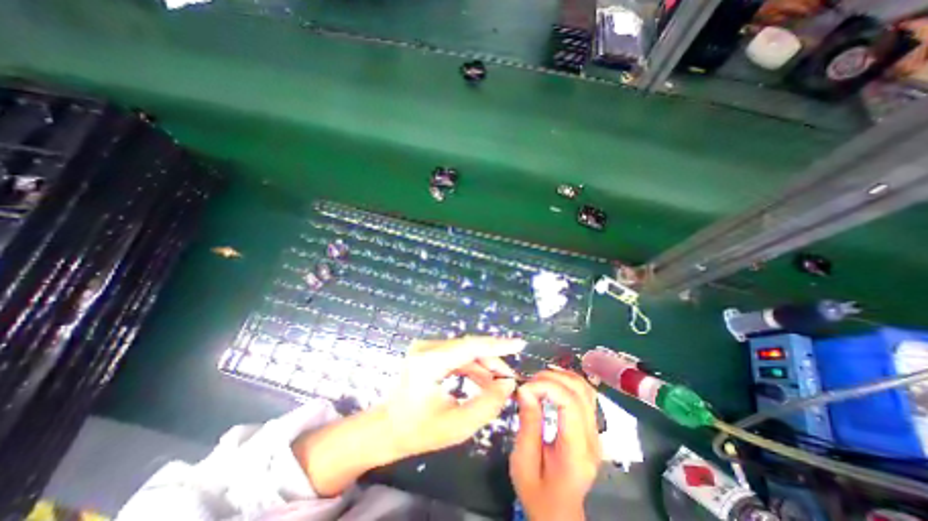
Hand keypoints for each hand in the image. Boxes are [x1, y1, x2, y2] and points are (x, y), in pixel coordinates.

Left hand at [380, 336, 523, 456]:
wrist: (386, 429)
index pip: (470, 346)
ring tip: (500, 383)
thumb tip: (508, 384)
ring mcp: (426, 348)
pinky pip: (457, 355)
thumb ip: (487, 405)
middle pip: (469, 347)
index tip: (520, 344)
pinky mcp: (429, 352)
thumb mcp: (456, 426)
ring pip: (465, 350)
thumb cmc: (417, 431)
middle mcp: (427, 348)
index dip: (497, 345)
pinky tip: (484, 380)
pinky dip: (473, 366)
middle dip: (493, 361)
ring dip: (484, 365)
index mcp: (429, 362)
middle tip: (511, 379)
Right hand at [508, 370, 602, 520]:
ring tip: (538, 380)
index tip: (524, 388)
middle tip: (529, 382)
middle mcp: (592, 438)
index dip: (547, 386)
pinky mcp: (591, 428)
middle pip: (580, 391)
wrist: (559, 514)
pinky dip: (567, 382)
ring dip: (561, 376)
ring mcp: (595, 432)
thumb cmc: (538, 493)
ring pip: (586, 389)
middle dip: (552, 378)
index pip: (570, 403)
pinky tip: (552, 383)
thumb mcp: (524, 462)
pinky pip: (585, 395)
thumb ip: (528, 424)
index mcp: (576, 451)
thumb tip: (525, 390)